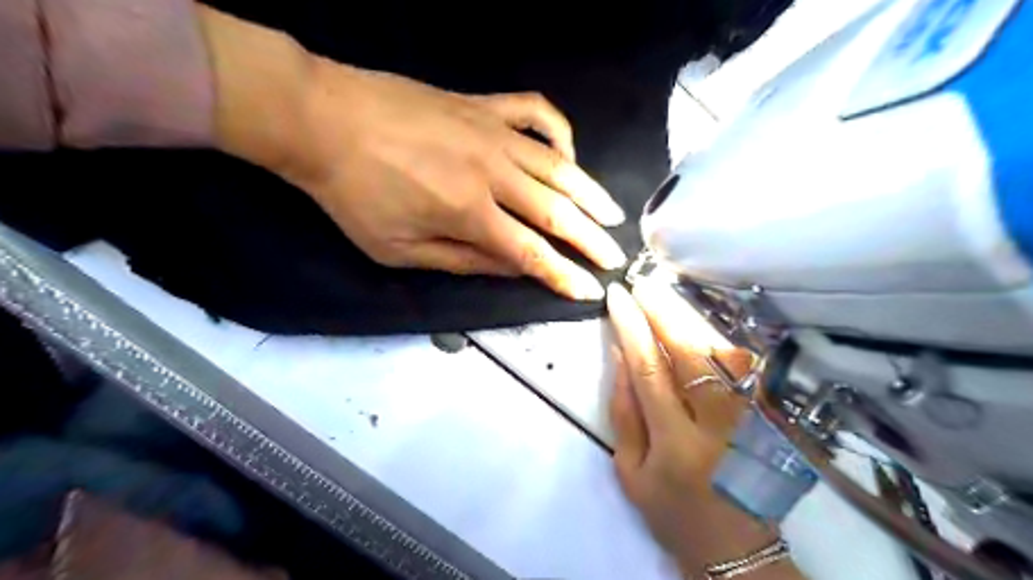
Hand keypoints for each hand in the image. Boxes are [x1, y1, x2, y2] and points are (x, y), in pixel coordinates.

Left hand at [197, 5, 624, 298]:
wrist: (320, 120)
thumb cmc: (353, 193)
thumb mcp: (398, 248)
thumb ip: (461, 260)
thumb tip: (511, 267)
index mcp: (468, 212)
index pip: (531, 253)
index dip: (564, 275)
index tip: (590, 290)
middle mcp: (491, 172)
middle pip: (555, 211)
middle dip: (591, 239)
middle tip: (616, 256)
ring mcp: (491, 131)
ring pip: (557, 164)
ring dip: (589, 192)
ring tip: (612, 213)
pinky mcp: (482, 104)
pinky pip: (534, 111)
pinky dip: (559, 129)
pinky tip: (568, 151)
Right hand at [606, 279, 800, 577]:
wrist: (735, 548)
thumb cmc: (672, 512)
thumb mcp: (630, 471)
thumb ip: (624, 412)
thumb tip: (621, 354)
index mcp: (676, 443)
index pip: (649, 369)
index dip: (632, 328)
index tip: (618, 298)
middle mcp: (718, 425)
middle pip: (691, 352)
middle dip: (664, 311)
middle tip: (644, 283)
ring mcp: (750, 417)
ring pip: (721, 352)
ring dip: (690, 317)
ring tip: (665, 293)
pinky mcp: (766, 415)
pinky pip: (741, 365)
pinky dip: (717, 337)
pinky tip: (697, 322)